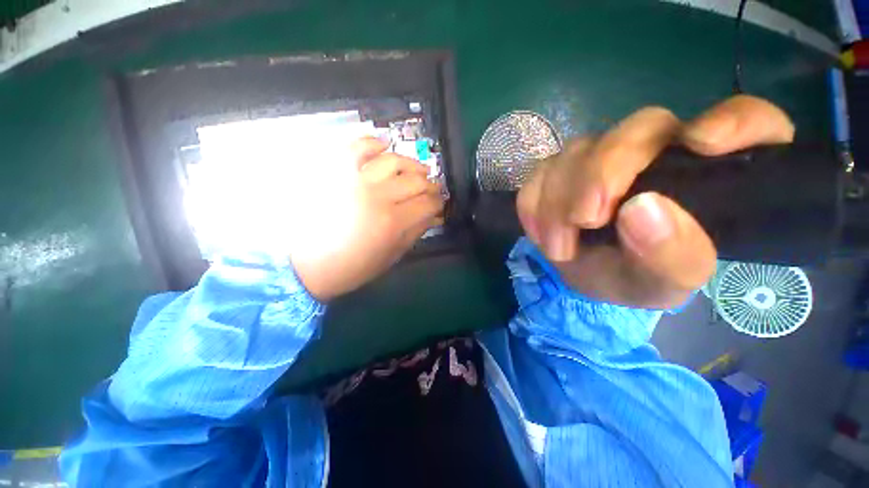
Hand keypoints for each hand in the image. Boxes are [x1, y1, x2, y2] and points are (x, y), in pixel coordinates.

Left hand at [291, 137, 443, 301]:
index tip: (439, 204)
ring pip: (393, 160)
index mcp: (393, 223)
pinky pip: (357, 147)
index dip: (438, 202)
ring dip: (411, 164)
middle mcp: (377, 197)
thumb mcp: (391, 256)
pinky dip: (373, 143)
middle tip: (432, 189)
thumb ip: (415, 233)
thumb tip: (433, 216)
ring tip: (417, 170)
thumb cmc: (353, 266)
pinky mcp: (337, 173)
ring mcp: (355, 181)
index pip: (428, 203)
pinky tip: (384, 148)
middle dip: (430, 185)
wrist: (309, 266)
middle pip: (416, 180)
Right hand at [516, 95, 794, 308]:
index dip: (733, 121)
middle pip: (638, 129)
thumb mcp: (662, 285)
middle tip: (584, 220)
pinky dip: (533, 204)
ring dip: (557, 202)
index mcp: (708, 174)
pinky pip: (539, 172)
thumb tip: (642, 210)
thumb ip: (671, 256)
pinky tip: (540, 233)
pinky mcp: (560, 167)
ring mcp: (601, 155)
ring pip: (577, 152)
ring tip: (559, 247)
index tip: (702, 144)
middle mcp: (656, 151)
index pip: (749, 121)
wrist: (583, 275)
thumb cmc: (633, 278)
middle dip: (602, 174)